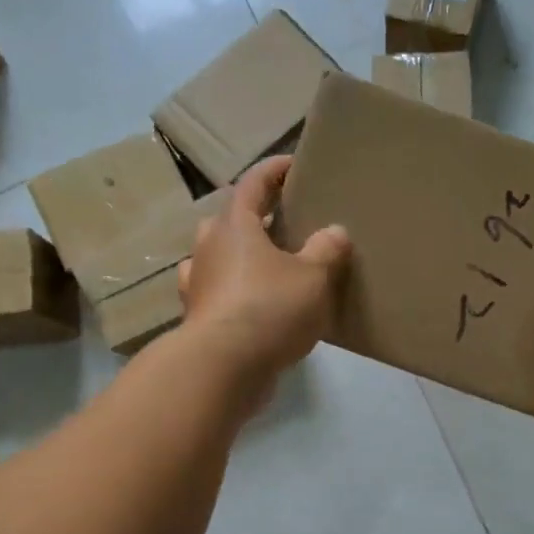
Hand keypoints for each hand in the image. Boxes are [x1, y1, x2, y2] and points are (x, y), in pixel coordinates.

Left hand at [177, 156, 350, 381]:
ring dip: (242, 257)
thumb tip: (335, 231)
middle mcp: (209, 248)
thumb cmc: (269, 308)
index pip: (253, 183)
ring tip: (273, 267)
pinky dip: (237, 293)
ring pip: (220, 258)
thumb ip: (326, 250)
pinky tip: (256, 306)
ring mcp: (198, 284)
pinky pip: (219, 293)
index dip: (274, 170)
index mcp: (234, 226)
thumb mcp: (312, 277)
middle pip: (231, 220)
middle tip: (285, 224)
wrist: (223, 368)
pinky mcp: (199, 318)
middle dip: (256, 217)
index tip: (293, 165)